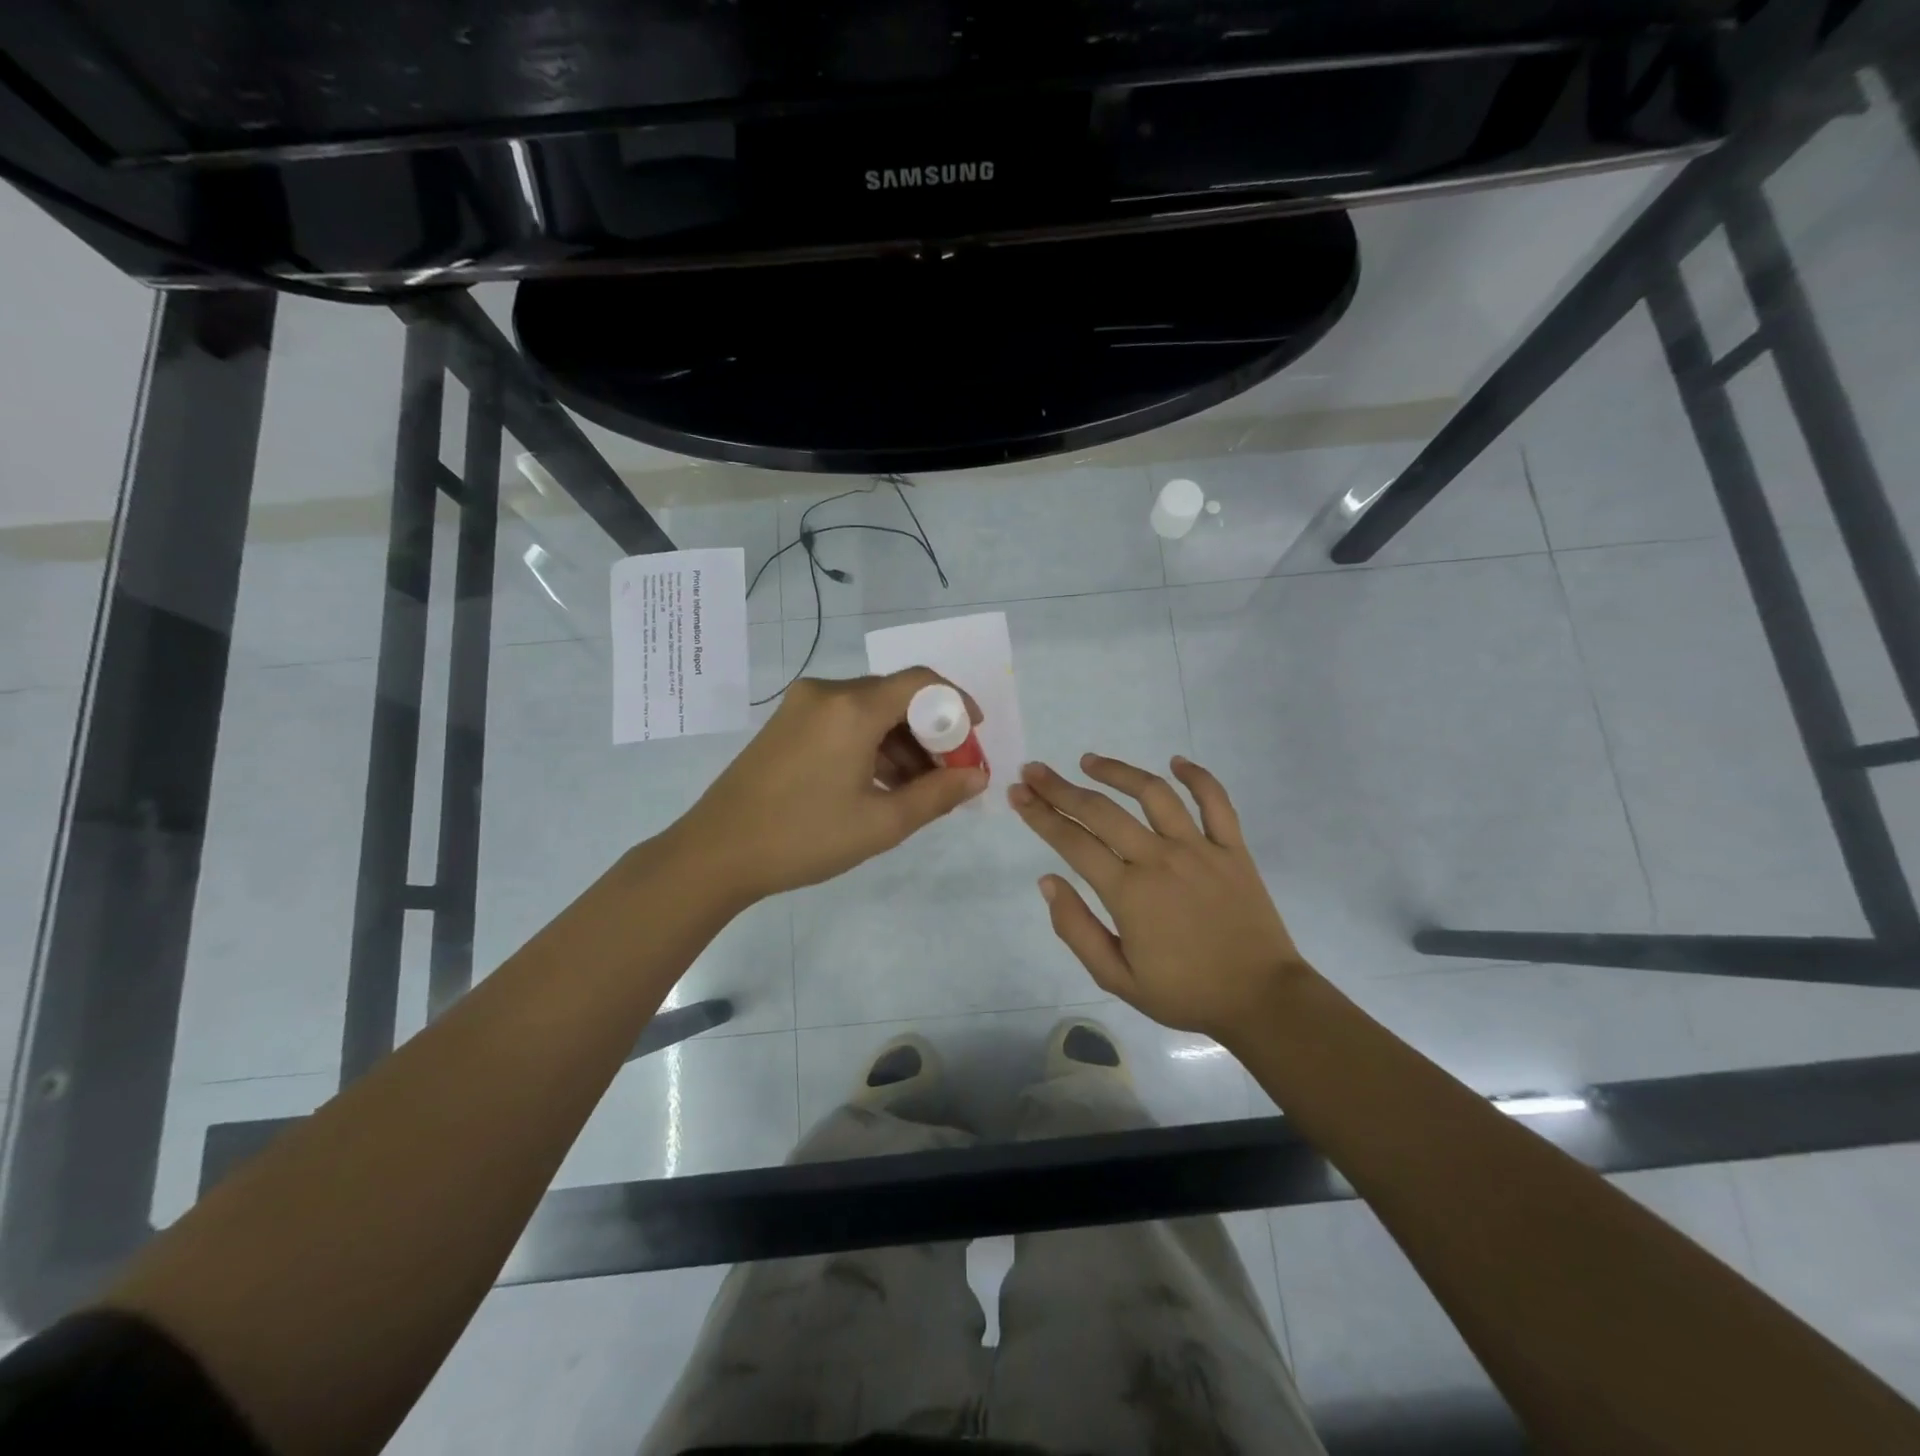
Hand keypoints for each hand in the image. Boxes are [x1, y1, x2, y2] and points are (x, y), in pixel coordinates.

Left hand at [674, 669, 987, 904]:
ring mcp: (801, 706)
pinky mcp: (786, 724)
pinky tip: (879, 784)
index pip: (921, 682)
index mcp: (852, 708)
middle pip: (896, 697)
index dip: (957, 703)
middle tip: (949, 774)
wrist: (715, 853)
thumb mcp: (881, 823)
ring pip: (869, 711)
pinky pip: (843, 721)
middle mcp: (827, 693)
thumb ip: (938, 795)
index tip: (974, 736)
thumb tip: (977, 777)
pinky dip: (870, 745)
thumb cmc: (804, 838)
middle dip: (930, 732)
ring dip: (900, 743)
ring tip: (917, 790)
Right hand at [1008, 754, 1304, 1038]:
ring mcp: (1199, 848)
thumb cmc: (1184, 993)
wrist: (1261, 999)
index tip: (1018, 793)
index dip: (1040, 815)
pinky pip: (1216, 802)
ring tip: (1089, 761)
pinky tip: (1176, 761)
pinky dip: (1197, 777)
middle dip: (1061, 788)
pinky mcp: (1233, 848)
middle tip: (1034, 771)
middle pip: (1101, 811)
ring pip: (1153, 794)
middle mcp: (1159, 859)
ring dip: (1117, 772)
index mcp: (1128, 892)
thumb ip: (1076, 929)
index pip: (1072, 842)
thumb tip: (1047, 881)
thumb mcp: (1117, 978)